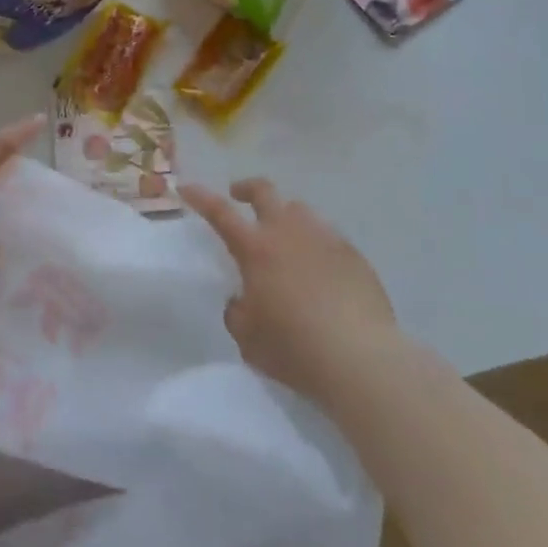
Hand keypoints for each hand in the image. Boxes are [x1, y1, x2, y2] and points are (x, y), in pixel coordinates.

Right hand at [180, 178, 396, 407]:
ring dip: (285, 216)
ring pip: (299, 210)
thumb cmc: (294, 348)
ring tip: (285, 239)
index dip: (200, 196)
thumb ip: (237, 311)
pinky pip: (328, 238)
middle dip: (247, 189)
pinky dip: (316, 245)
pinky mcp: (353, 255)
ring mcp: (324, 239)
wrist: (361, 359)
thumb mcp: (248, 338)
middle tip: (240, 197)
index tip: (186, 187)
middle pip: (264, 191)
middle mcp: (287, 232)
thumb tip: (242, 298)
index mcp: (255, 248)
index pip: (219, 212)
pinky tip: (321, 271)